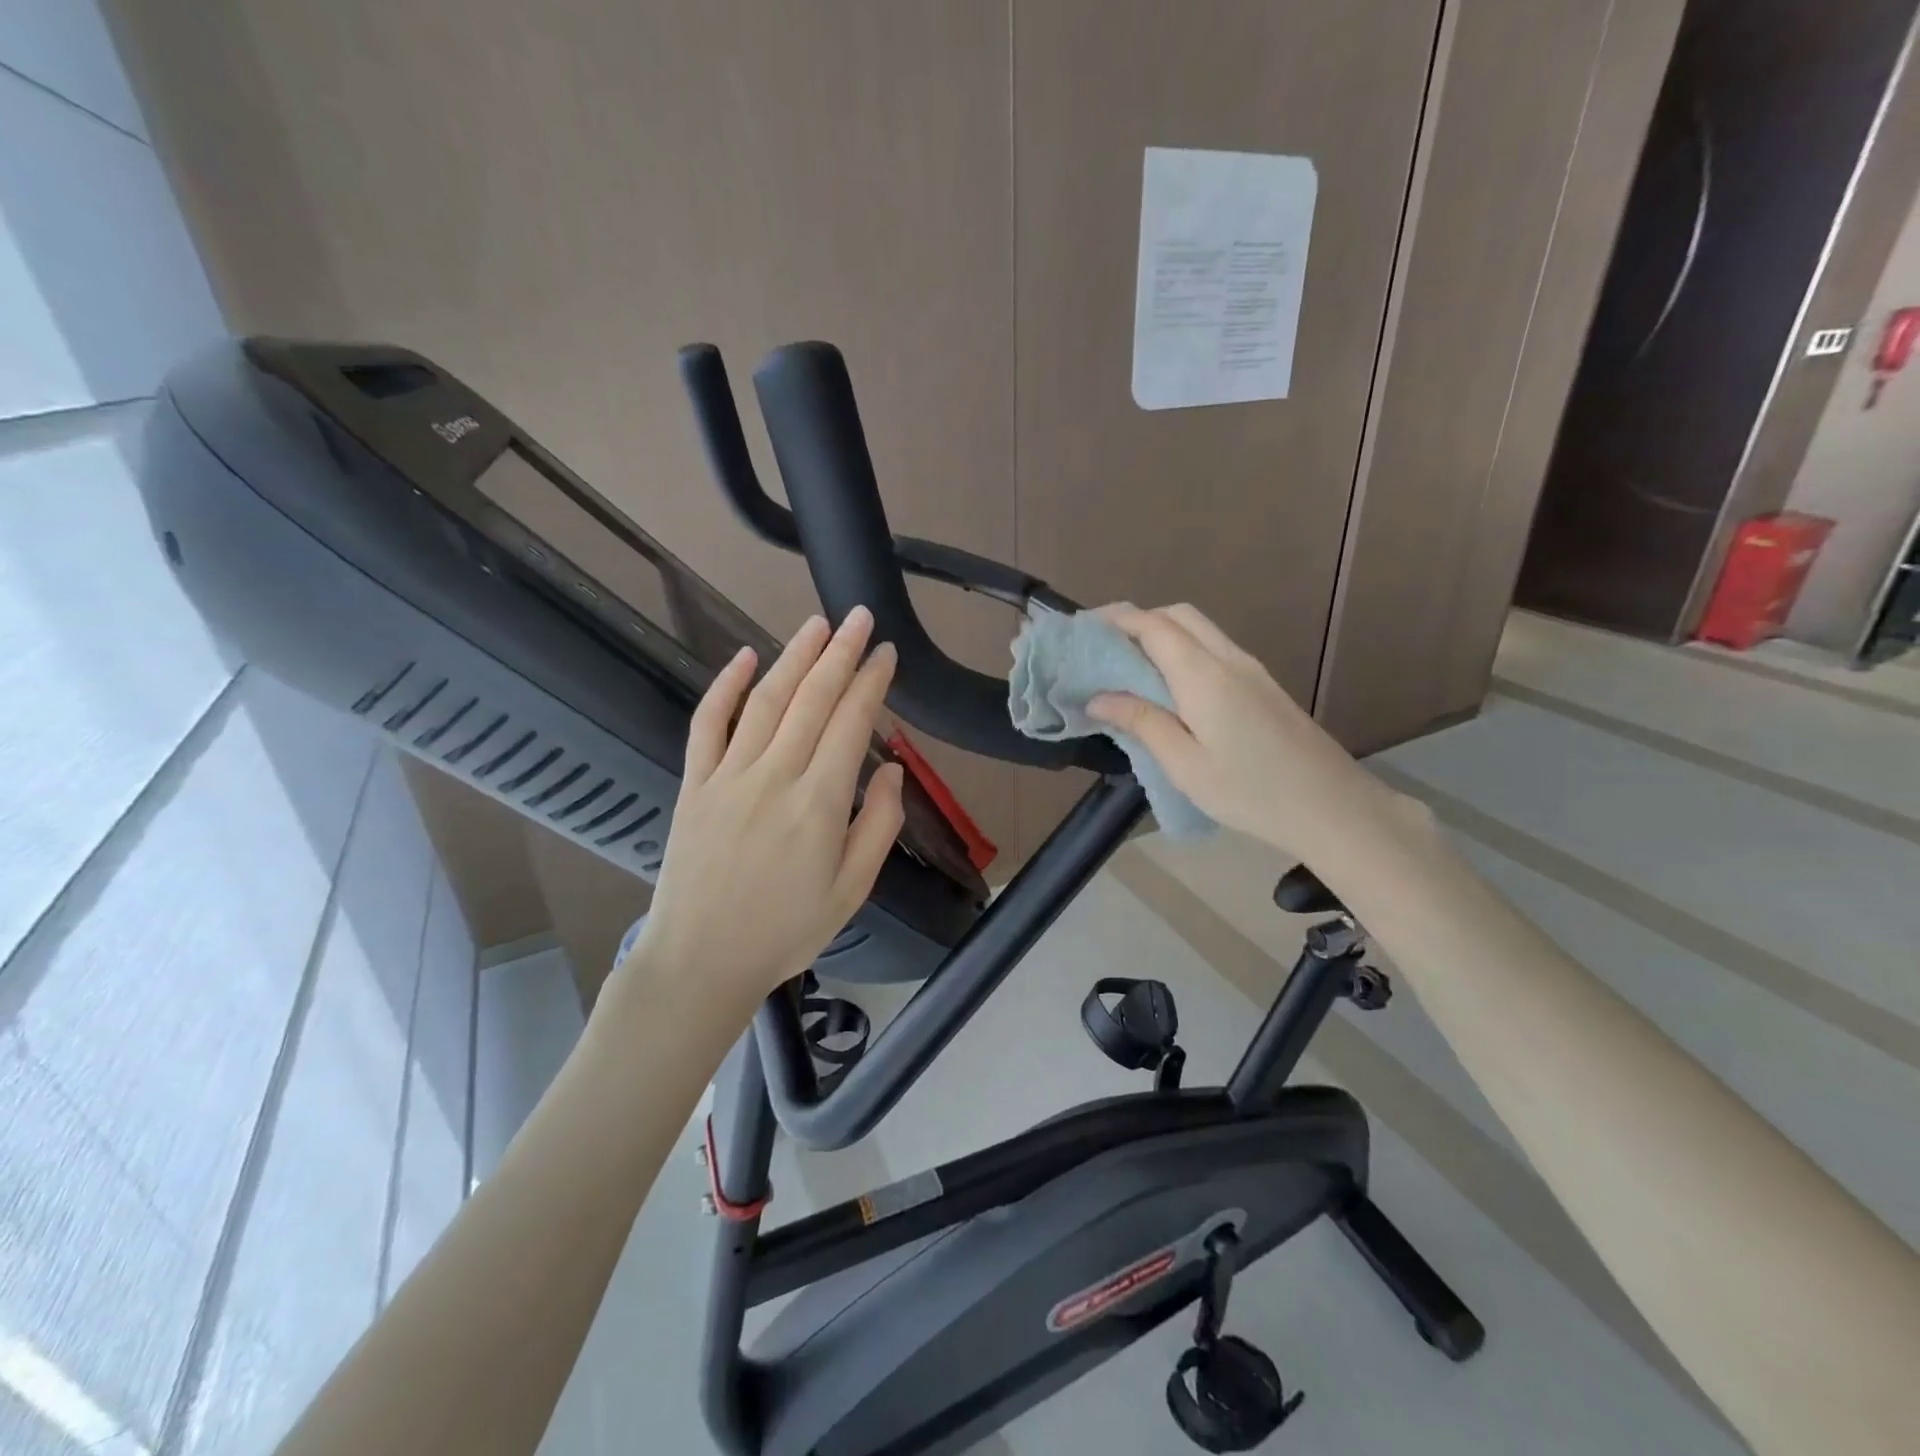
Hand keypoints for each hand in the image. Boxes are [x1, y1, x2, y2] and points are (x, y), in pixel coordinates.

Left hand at [624, 608, 903, 1009]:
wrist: (701, 960)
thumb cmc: (785, 931)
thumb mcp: (852, 891)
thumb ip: (879, 826)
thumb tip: (893, 771)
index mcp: (819, 804)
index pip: (852, 723)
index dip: (871, 682)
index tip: (886, 654)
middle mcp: (774, 777)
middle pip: (813, 700)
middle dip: (840, 653)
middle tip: (860, 618)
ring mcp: (728, 776)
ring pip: (767, 702)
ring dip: (794, 657)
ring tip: (817, 624)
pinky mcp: (695, 783)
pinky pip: (708, 724)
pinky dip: (725, 687)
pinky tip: (745, 657)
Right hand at [1087, 603, 1384, 857]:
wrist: (1332, 807)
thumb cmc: (1251, 791)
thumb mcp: (1185, 764)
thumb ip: (1142, 722)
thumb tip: (1099, 697)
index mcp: (1203, 674)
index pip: (1153, 625)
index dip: (1115, 619)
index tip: (1082, 630)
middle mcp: (1228, 659)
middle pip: (1178, 616)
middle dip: (1137, 621)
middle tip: (1104, 650)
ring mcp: (1251, 669)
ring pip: (1199, 630)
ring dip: (1161, 635)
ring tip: (1128, 668)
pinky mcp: (1262, 685)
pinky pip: (1213, 649)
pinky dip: (1182, 652)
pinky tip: (1168, 688)